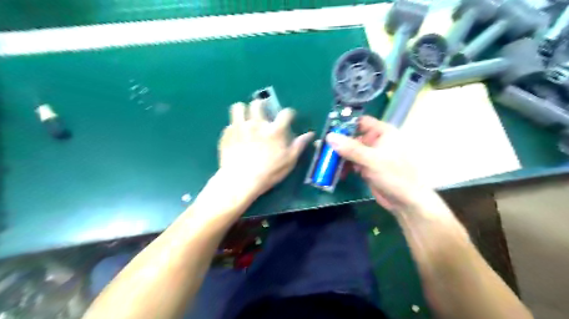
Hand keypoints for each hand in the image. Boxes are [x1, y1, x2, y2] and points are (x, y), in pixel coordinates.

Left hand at [219, 101, 315, 196]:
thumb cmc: (268, 173)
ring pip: (239, 107)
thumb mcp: (289, 161)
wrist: (240, 181)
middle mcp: (257, 124)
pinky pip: (230, 124)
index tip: (289, 117)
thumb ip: (299, 145)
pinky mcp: (227, 134)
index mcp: (275, 130)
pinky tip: (236, 135)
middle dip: (262, 105)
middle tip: (263, 113)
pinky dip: (234, 127)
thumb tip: (310, 134)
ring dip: (244, 110)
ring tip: (246, 118)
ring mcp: (240, 127)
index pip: (286, 113)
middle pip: (258, 103)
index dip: (290, 113)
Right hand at [325, 116, 425, 210]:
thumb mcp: (371, 160)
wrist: (406, 201)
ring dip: (340, 158)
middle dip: (339, 144)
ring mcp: (372, 155)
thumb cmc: (394, 175)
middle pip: (353, 138)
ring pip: (351, 151)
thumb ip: (350, 148)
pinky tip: (338, 174)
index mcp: (383, 133)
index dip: (346, 124)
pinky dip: (345, 167)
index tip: (329, 131)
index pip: (361, 122)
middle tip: (323, 151)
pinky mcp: (368, 167)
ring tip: (327, 164)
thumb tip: (329, 137)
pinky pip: (353, 163)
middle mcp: (377, 141)